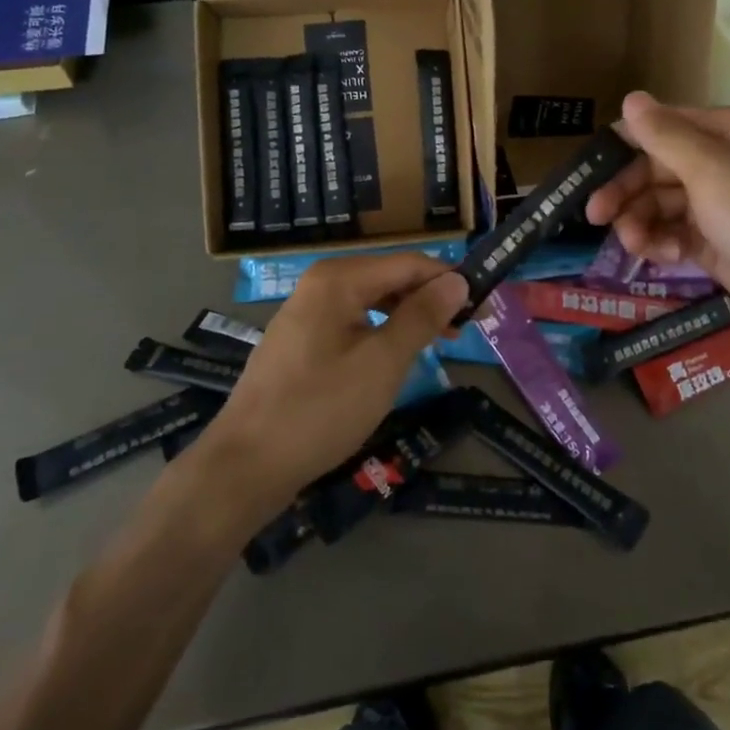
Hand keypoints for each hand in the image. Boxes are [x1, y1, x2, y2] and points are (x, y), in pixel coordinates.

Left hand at [194, 254, 466, 513]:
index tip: (484, 306)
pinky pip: (352, 321)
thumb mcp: (382, 363)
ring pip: (371, 301)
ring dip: (408, 316)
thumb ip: (421, 317)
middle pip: (389, 278)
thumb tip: (457, 281)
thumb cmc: (320, 410)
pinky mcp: (300, 339)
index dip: (450, 281)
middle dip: (430, 298)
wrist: (245, 465)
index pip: (409, 264)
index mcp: (338, 279)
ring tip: (439, 341)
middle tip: (467, 329)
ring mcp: (306, 311)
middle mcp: (320, 283)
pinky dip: (381, 332)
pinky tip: (396, 355)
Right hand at [585, 92, 729, 349]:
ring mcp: (720, 205)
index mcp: (727, 133)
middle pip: (656, 167)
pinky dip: (662, 243)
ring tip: (635, 245)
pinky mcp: (718, 243)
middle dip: (626, 190)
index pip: (661, 126)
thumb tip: (631, 97)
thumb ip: (667, 137)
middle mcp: (722, 163)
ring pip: (661, 203)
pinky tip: (662, 257)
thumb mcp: (713, 173)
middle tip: (596, 216)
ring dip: (641, 221)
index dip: (624, 145)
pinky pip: (675, 233)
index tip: (588, 170)